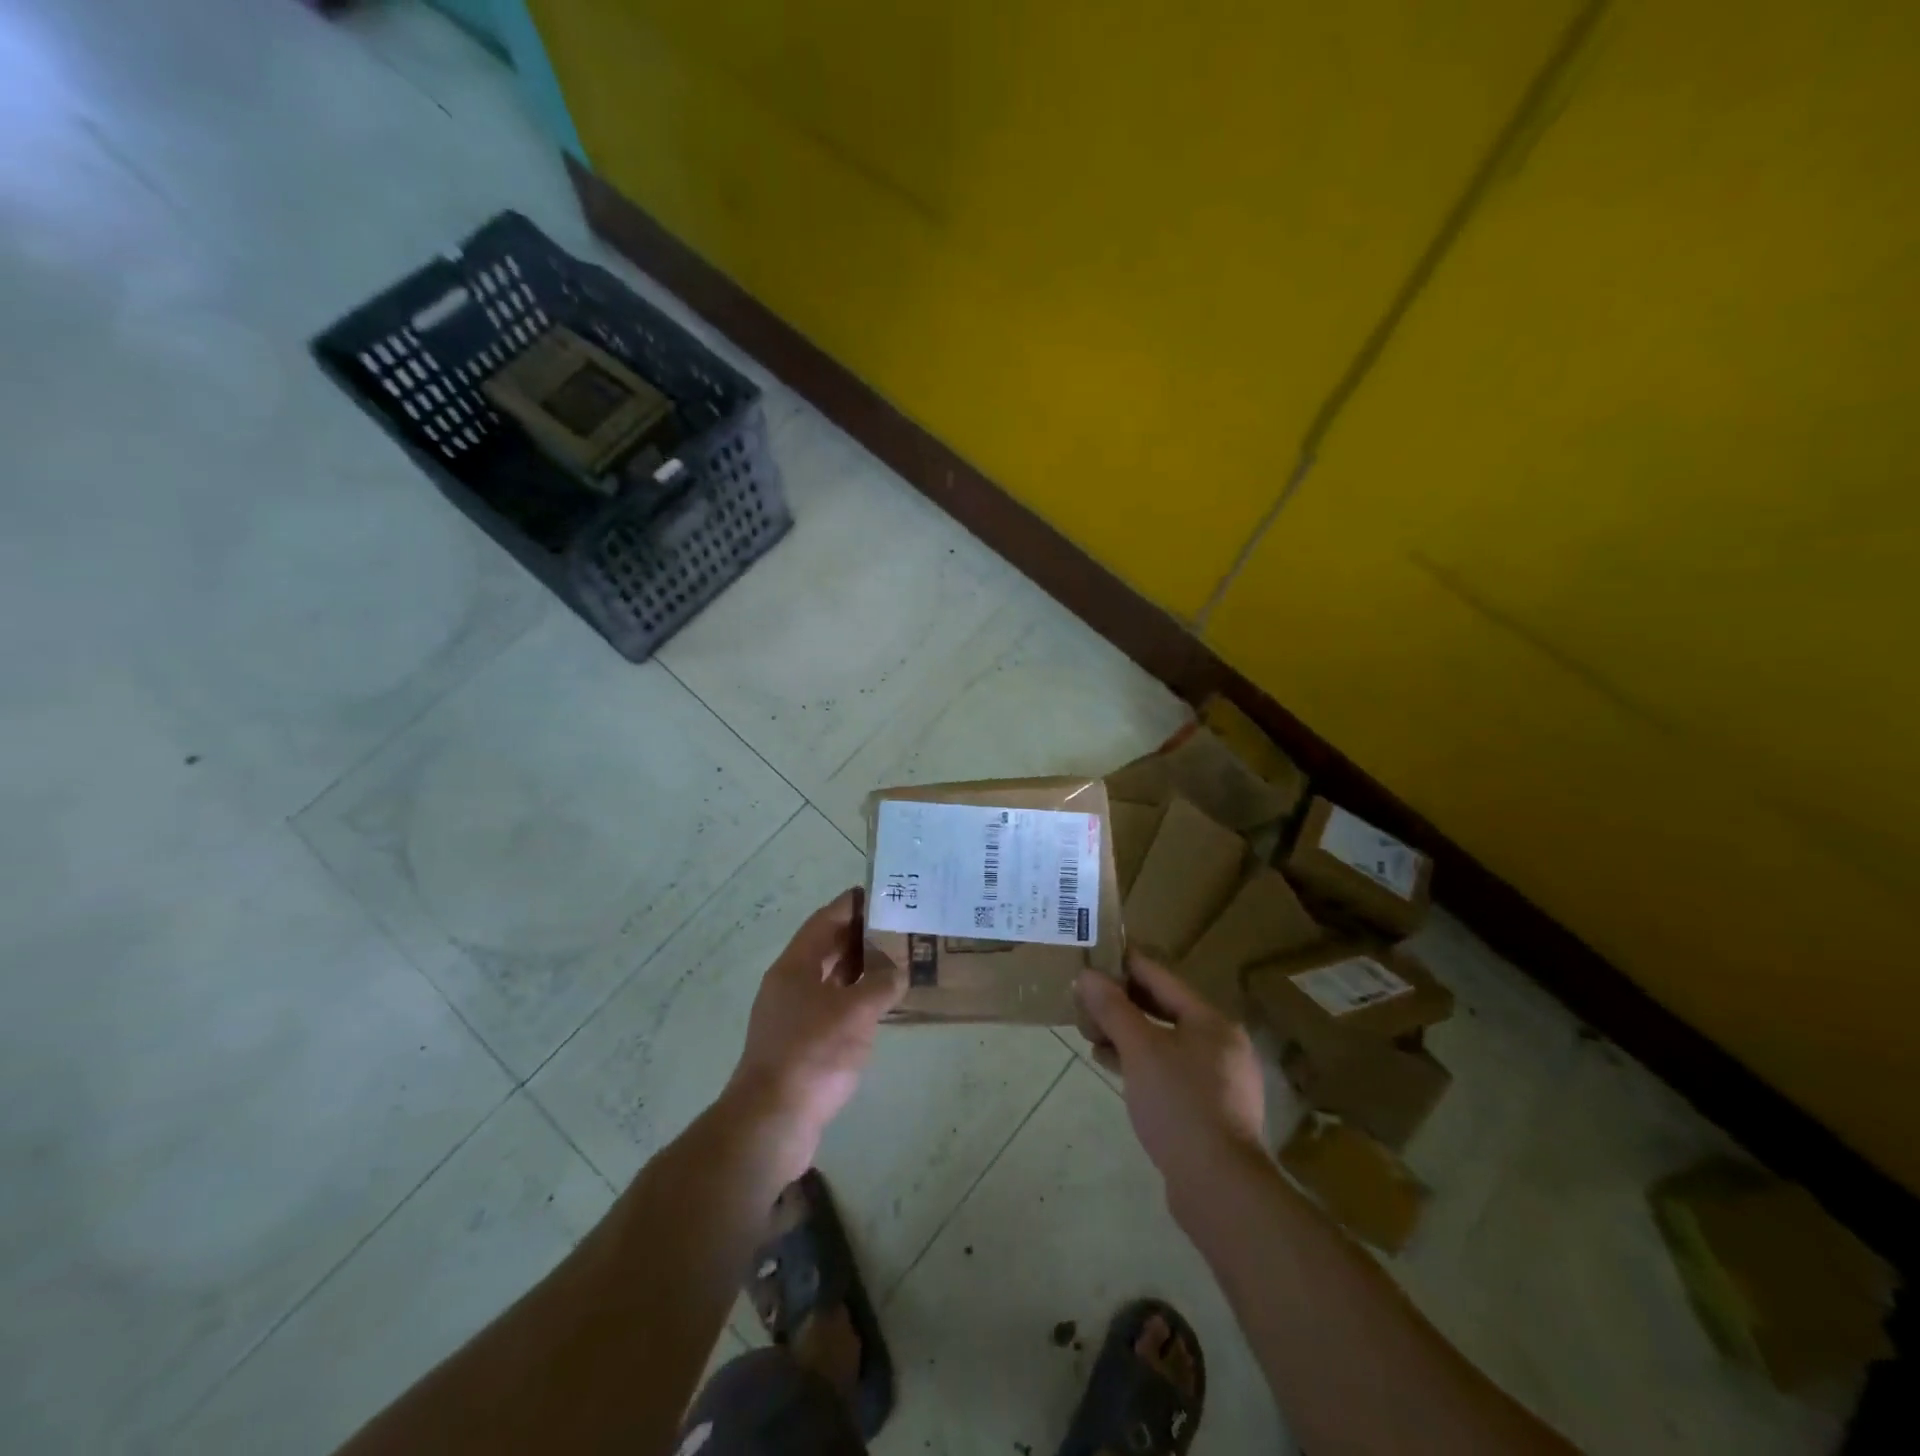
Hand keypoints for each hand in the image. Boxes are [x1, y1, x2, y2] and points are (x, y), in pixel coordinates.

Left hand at [728, 889, 905, 1175]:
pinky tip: (878, 1006)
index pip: (824, 921)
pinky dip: (854, 999)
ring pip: (828, 980)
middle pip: (825, 948)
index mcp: (794, 966)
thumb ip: (881, 984)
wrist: (772, 1122)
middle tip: (897, 926)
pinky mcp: (798, 1046)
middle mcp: (788, 985)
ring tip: (895, 960)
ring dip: (858, 969)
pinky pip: (830, 1008)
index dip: (850, 905)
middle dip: (859, 936)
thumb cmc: (813, 1054)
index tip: (879, 893)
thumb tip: (896, 970)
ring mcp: (790, 1016)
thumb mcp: (856, 1012)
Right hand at [1076, 950, 1267, 1198]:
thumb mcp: (1140, 1049)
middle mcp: (1221, 1044)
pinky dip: (1140, 1062)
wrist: (1219, 1186)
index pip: (1162, 978)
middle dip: (1124, 1003)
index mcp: (1211, 1021)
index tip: (1096, 954)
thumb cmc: (1179, 1104)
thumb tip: (1087, 976)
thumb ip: (1113, 1009)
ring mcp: (1218, 1079)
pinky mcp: (1209, 1110)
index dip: (1127, 965)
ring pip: (1165, 1042)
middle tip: (1087, 996)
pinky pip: (1169, 1071)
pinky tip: (1111, 1066)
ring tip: (1091, 1032)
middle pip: (1165, 1009)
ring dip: (1128, 1034)